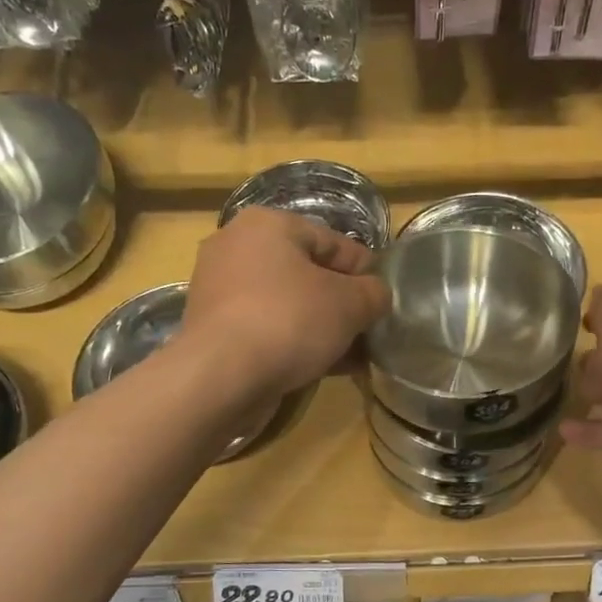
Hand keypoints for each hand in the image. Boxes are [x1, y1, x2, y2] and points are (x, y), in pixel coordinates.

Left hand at [180, 208, 389, 398]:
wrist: (221, 377)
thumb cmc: (289, 322)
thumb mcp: (350, 304)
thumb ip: (374, 293)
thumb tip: (377, 296)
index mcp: (267, 224)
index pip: (333, 242)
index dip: (366, 272)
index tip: (386, 301)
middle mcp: (237, 248)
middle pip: (309, 274)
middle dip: (343, 306)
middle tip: (370, 332)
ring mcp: (221, 290)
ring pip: (289, 306)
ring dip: (322, 329)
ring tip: (354, 356)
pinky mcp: (215, 329)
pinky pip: (268, 330)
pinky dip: (296, 344)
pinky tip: (324, 368)